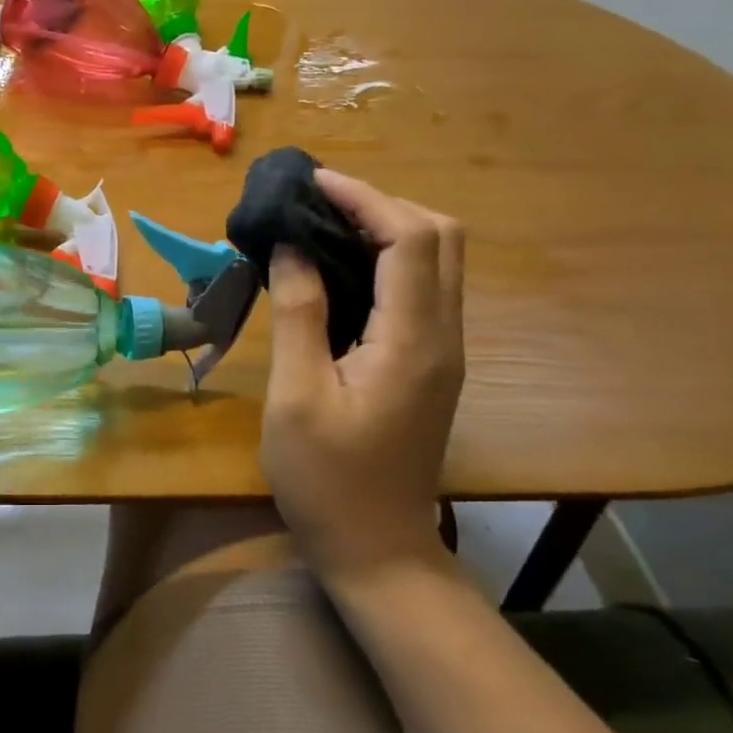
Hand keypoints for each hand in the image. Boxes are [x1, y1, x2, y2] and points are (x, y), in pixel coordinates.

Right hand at [261, 169, 464, 581]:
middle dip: (382, 204)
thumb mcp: (297, 396)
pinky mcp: (431, 363)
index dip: (363, 198)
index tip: (311, 182)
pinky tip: (341, 267)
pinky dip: (388, 258)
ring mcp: (443, 351)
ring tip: (324, 224)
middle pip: (441, 238)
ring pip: (438, 260)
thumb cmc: (326, 480)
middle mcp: (443, 336)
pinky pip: (423, 287)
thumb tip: (290, 248)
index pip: (408, 240)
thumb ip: (298, 313)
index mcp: (412, 341)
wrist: (378, 551)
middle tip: (318, 203)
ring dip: (388, 227)